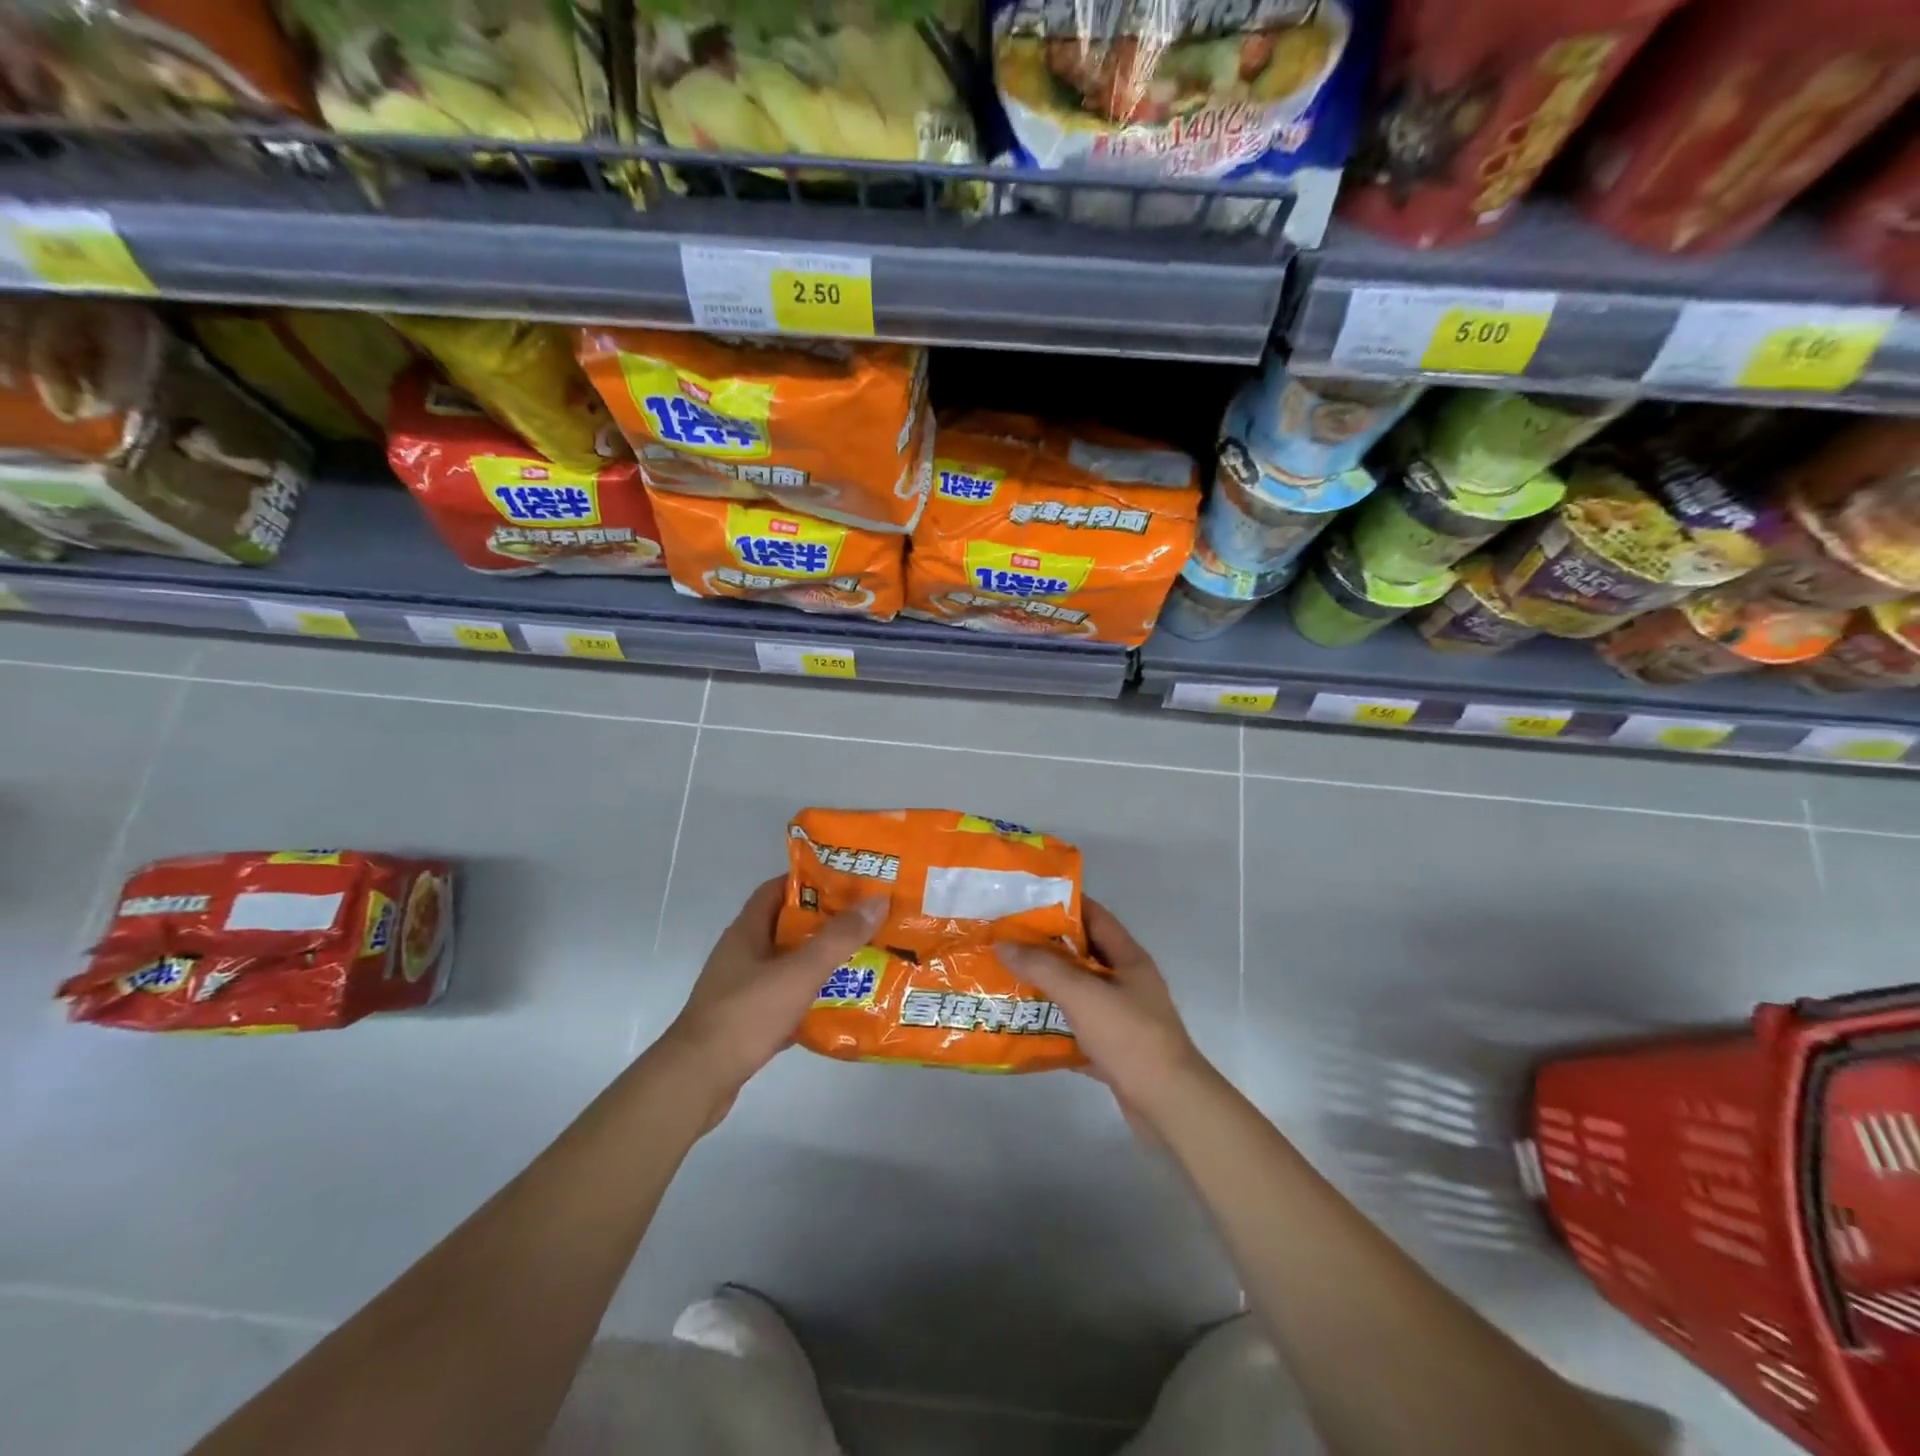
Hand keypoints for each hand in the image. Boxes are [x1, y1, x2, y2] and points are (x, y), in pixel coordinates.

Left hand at [658, 877, 885, 1121]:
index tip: (846, 883)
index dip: (809, 882)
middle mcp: (741, 954)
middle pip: (787, 927)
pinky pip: (783, 1000)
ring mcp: (741, 989)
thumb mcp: (799, 972)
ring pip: (787, 965)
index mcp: (747, 931)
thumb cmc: (747, 1014)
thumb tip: (877, 901)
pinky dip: (808, 999)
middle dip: (824, 924)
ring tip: (860, 961)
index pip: (777, 890)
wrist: (698, 1079)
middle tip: (864, 922)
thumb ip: (838, 938)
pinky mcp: (745, 1021)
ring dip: (818, 962)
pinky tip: (836, 1006)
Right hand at [997, 899, 1212, 1129]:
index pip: (1094, 916)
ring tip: (1006, 981)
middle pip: (1081, 955)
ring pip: (1077, 994)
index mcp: (1127, 958)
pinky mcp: (1114, 1049)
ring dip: (1046, 988)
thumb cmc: (1129, 1037)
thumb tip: (1003, 944)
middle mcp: (1126, 982)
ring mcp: (1121, 1017)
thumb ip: (1042, 966)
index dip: (1062, 905)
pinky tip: (1024, 1028)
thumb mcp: (1082, 994)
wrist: (1169, 1104)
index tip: (1024, 903)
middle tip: (1005, 944)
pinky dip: (1053, 1027)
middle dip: (1045, 949)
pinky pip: (1077, 1030)